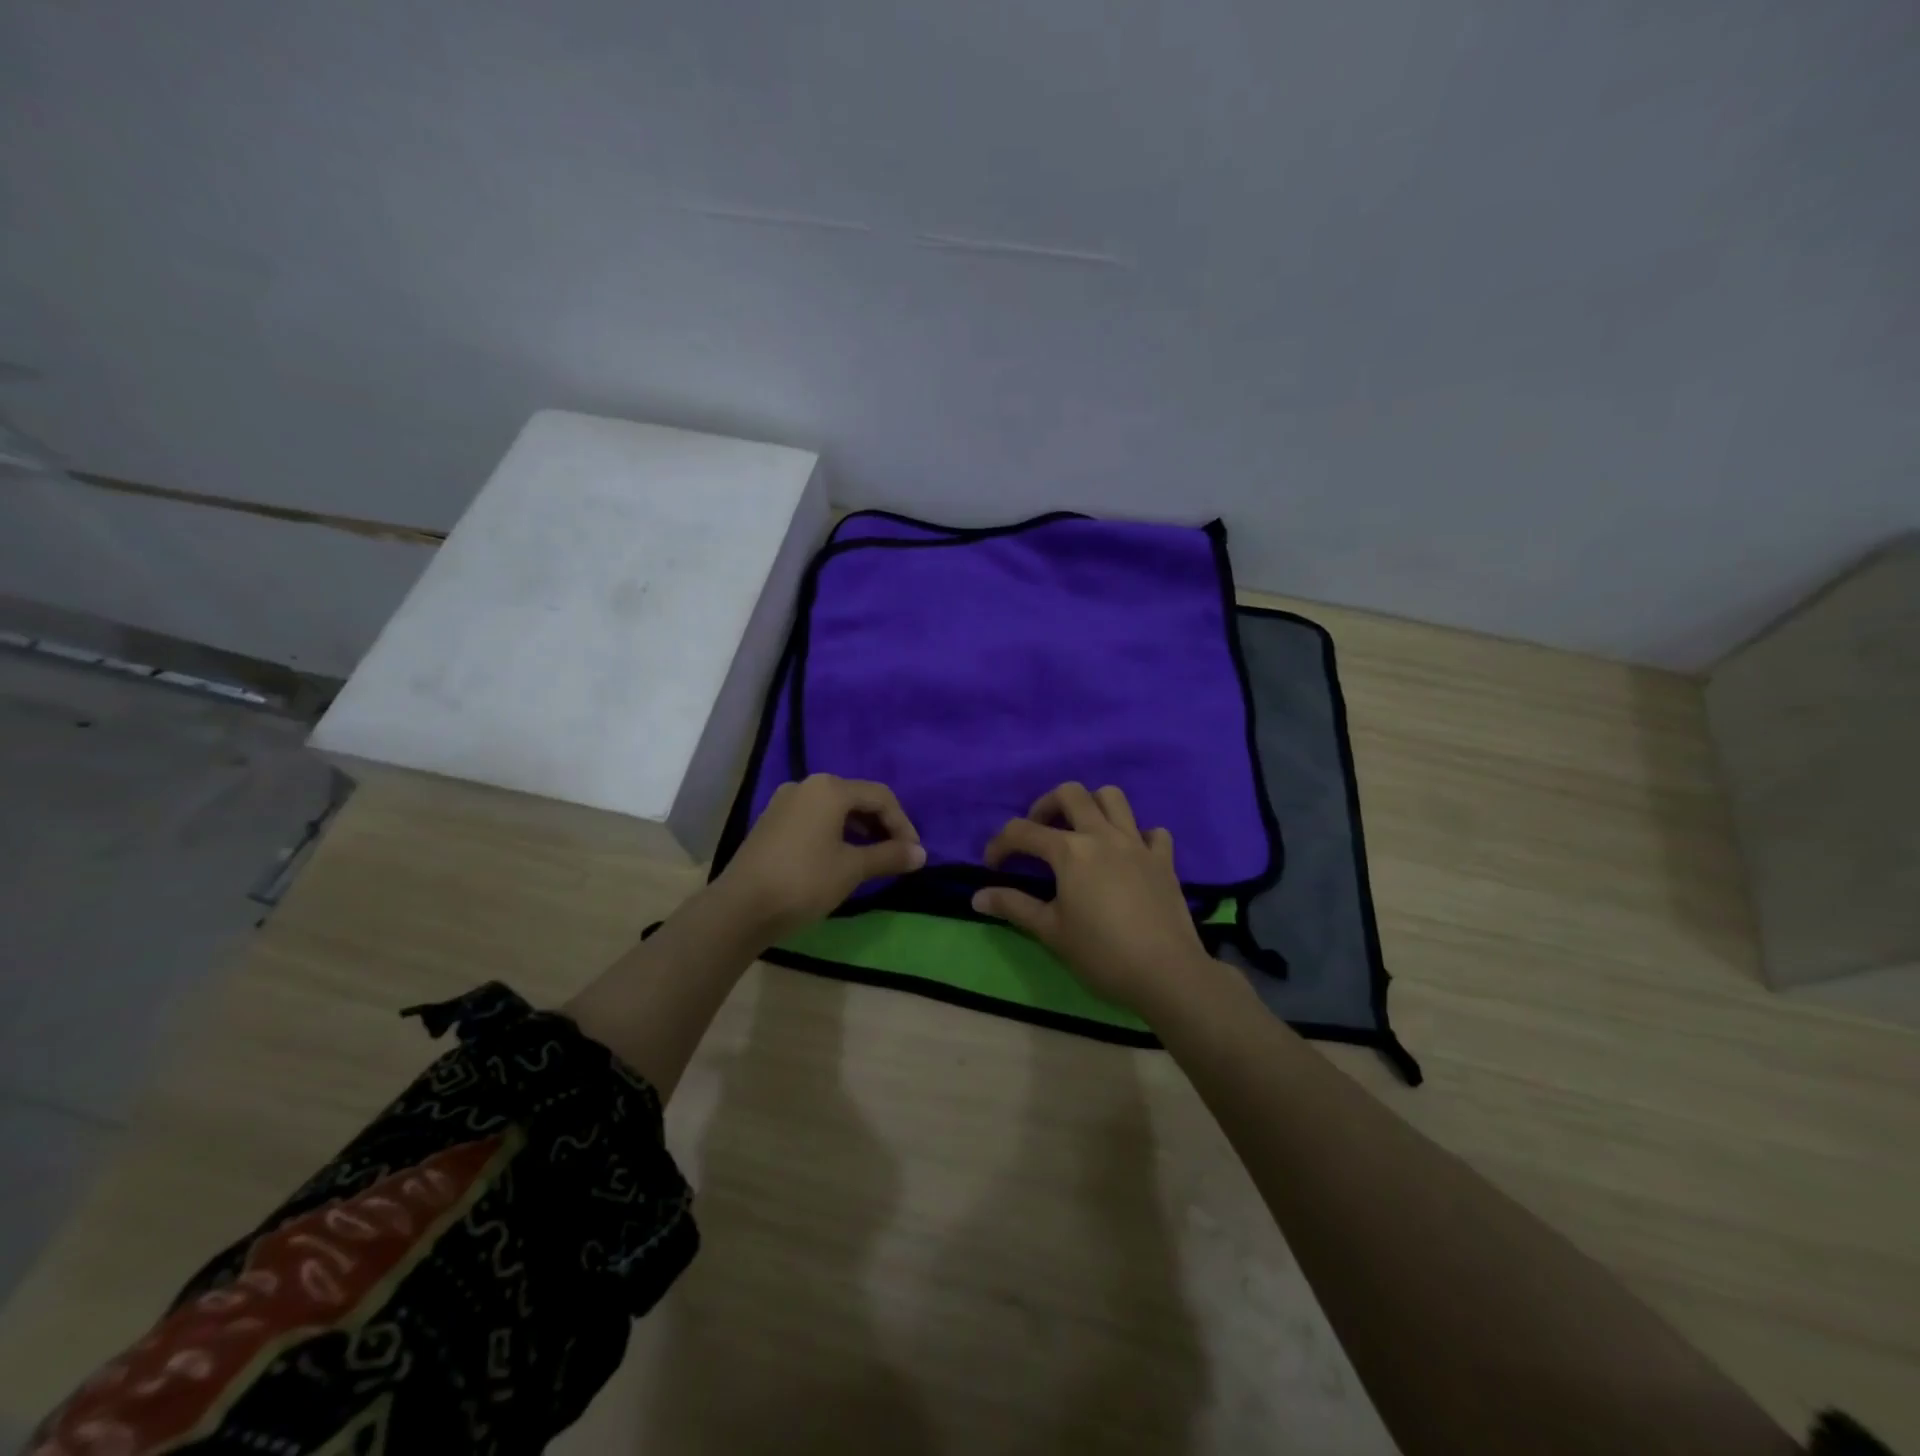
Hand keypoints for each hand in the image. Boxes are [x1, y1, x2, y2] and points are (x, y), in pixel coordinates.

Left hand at [711, 774, 925, 940]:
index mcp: (829, 789)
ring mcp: (784, 802)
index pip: (880, 796)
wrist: (741, 907)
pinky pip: (814, 818)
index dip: (902, 824)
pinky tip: (839, 857)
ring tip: (872, 858)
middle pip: (856, 798)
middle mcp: (806, 785)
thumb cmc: (804, 881)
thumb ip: (889, 856)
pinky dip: (835, 833)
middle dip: (881, 825)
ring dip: (858, 829)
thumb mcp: (852, 869)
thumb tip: (921, 854)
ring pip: (834, 808)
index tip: (913, 854)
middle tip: (896, 854)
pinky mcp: (771, 822)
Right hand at [971, 782, 1222, 1017]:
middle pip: (1071, 794)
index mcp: (1070, 851)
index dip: (1000, 844)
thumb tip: (977, 897)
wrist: (1166, 973)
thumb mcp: (1050, 931)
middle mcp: (1103, 835)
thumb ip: (1013, 907)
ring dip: (1092, 806)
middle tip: (1038, 833)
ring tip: (1081, 832)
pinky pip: (1152, 831)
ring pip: (1113, 798)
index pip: (1023, 831)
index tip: (992, 865)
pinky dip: (1137, 836)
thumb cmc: (1101, 953)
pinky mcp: (1164, 860)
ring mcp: (1137, 843)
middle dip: (1046, 806)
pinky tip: (1128, 856)